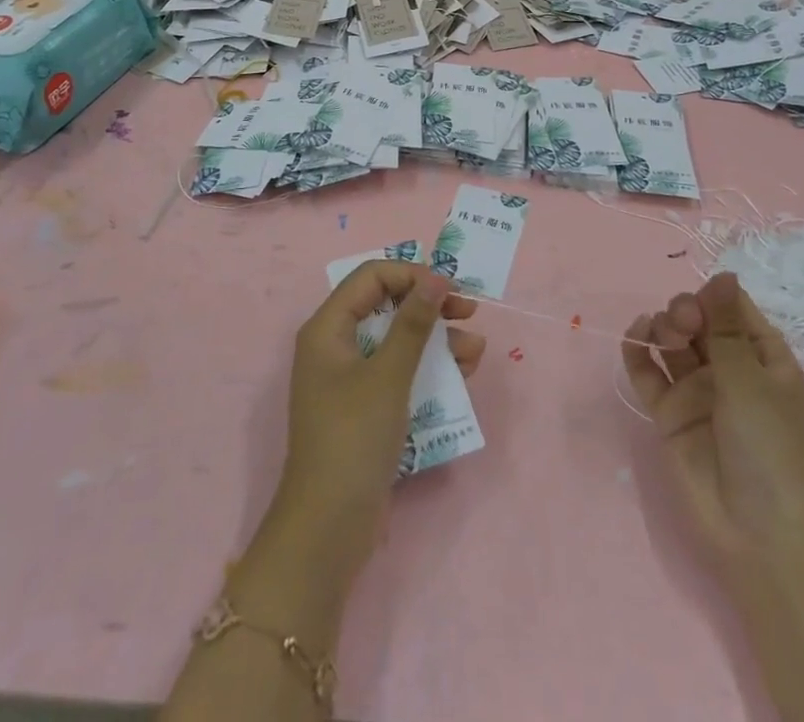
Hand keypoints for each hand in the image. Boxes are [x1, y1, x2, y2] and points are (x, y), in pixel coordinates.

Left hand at [274, 261, 484, 581]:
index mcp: (328, 328)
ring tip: (475, 349)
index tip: (451, 288)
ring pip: (397, 339)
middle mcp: (335, 344)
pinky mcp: (365, 406)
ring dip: (436, 338)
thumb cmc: (354, 439)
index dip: (412, 275)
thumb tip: (437, 277)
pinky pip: (398, 371)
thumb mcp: (388, 375)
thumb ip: (414, 323)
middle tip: (469, 310)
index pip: (372, 277)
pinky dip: (428, 367)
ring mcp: (349, 377)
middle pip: (386, 305)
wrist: (329, 528)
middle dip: (429, 305)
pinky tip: (462, 373)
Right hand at [622, 272, 803, 566]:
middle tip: (682, 324)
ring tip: (661, 335)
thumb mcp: (751, 380)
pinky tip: (635, 336)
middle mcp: (727, 369)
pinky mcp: (668, 414)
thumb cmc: (770, 449)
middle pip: (697, 321)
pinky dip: (637, 351)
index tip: (702, 305)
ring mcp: (696, 392)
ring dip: (663, 326)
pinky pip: (647, 372)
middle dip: (684, 311)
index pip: (732, 309)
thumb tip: (723, 272)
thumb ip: (725, 327)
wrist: (759, 535)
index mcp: (761, 357)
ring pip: (671, 342)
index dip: (713, 298)